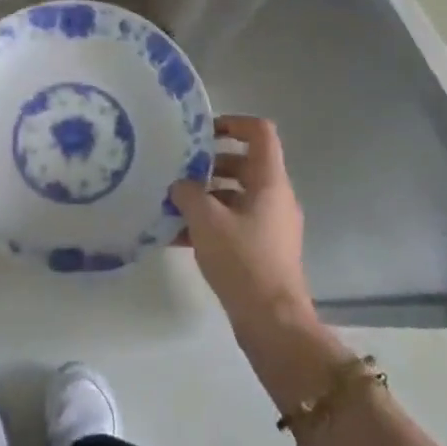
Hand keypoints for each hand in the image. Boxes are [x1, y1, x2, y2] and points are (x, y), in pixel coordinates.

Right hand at [170, 116, 315, 338]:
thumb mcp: (206, 221)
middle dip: (209, 164)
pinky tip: (177, 236)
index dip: (233, 123)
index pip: (260, 133)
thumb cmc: (243, 261)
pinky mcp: (263, 250)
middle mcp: (275, 198)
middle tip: (178, 170)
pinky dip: (210, 223)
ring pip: (236, 196)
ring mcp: (271, 225)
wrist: (272, 322)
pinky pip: (234, 223)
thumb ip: (189, 194)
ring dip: (205, 196)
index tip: (203, 132)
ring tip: (171, 204)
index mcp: (270, 182)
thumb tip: (180, 184)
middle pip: (244, 164)